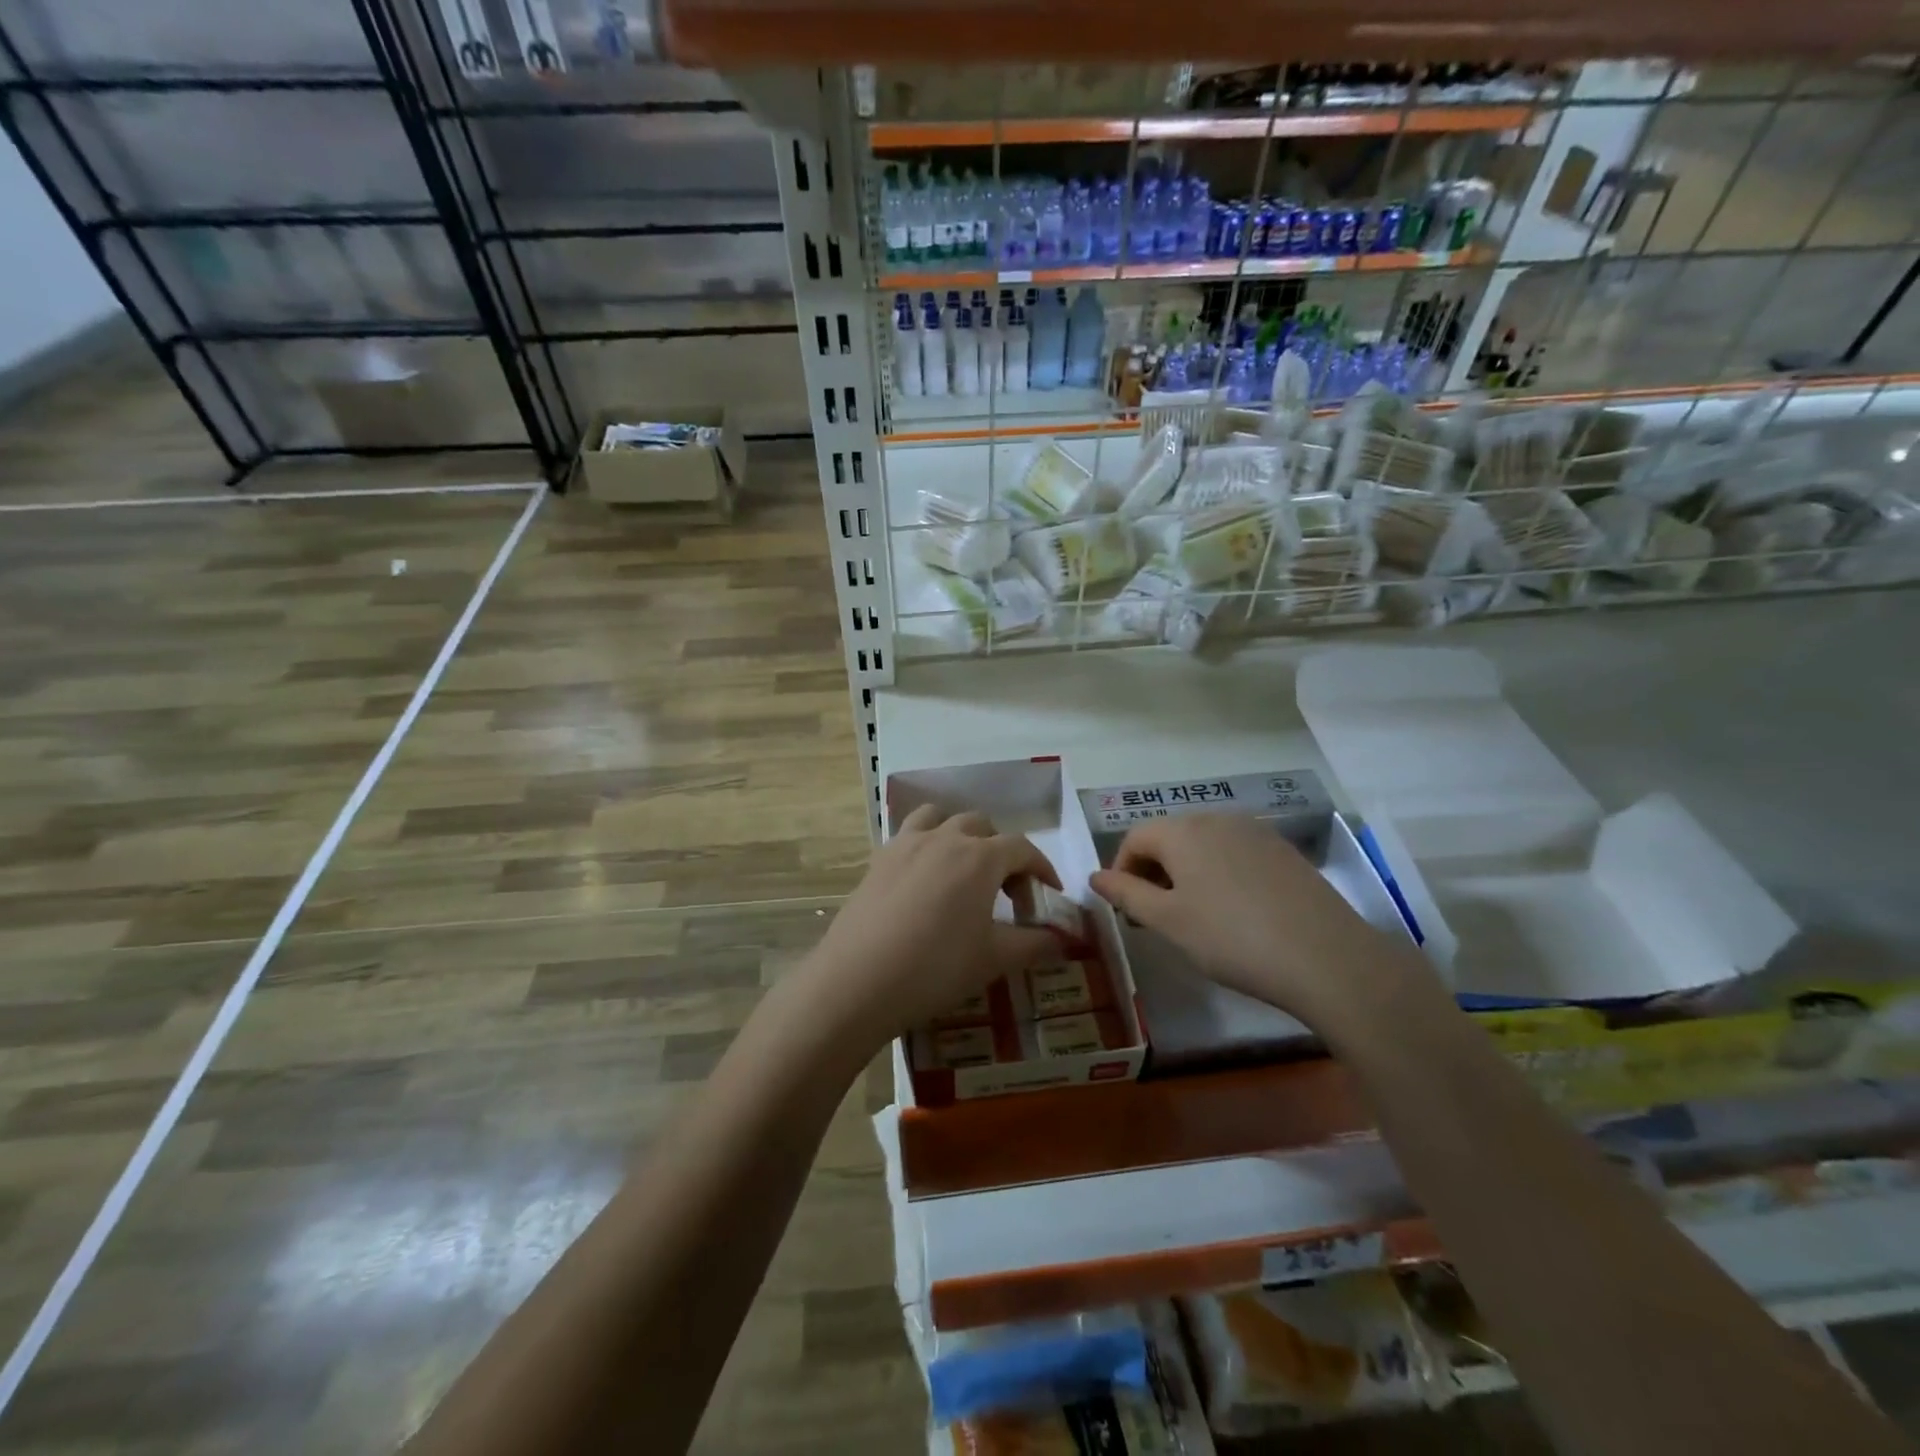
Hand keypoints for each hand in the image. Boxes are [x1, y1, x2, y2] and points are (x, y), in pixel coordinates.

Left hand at [795, 804, 1063, 1054]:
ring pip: (940, 818)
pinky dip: (925, 844)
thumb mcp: (994, 960)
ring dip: (959, 834)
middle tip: (1005, 891)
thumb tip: (1064, 939)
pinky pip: (908, 835)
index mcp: (980, 857)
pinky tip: (923, 880)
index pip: (1023, 848)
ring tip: (962, 869)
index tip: (1049, 893)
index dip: (1042, 868)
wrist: (858, 981)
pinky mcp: (878, 860)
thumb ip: (1035, 944)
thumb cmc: (936, 968)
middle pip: (982, 826)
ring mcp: (906, 844)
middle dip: (1001, 851)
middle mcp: (945, 838)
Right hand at [1089, 813, 1427, 1034]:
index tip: (1126, 910)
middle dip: (1153, 871)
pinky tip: (1234, 911)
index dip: (1121, 871)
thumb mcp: (1168, 921)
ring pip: (1204, 845)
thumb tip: (1095, 877)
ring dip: (1186, 872)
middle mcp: (1217, 819)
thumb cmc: (1231, 938)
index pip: (1135, 838)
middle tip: (1155, 916)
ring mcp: (1256, 832)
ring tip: (1193, 915)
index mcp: (1183, 831)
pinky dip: (1219, 874)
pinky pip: (1235, 853)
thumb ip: (1126, 894)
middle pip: (1169, 837)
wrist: (1327, 958)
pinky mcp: (1284, 851)